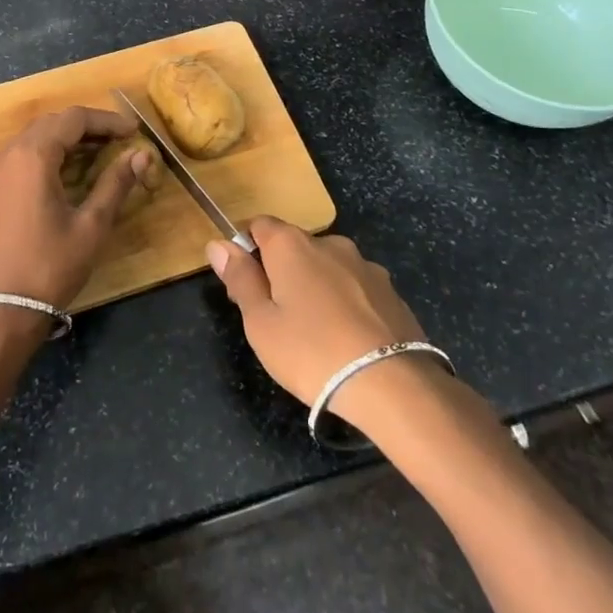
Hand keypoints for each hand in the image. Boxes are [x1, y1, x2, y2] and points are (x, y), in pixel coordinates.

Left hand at [0, 107, 148, 310]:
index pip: (73, 119)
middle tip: (118, 141)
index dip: (106, 121)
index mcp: (32, 157)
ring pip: (32, 138)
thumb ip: (115, 184)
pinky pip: (18, 157)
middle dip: (86, 127)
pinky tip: (65, 174)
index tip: (133, 132)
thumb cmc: (50, 267)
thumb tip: (141, 155)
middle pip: (51, 123)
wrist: (1, 309)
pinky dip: (44, 155)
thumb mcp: (91, 226)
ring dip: (65, 140)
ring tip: (97, 155)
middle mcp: (7, 155)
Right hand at [206, 218, 433, 417]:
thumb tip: (218, 244)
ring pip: (327, 269)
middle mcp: (330, 243)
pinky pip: (356, 290)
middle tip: (277, 320)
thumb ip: (240, 279)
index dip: (246, 251)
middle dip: (281, 273)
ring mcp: (366, 266)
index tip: (245, 288)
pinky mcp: (392, 292)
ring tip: (317, 336)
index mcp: (292, 244)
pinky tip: (348, 342)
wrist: (394, 387)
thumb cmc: (312, 352)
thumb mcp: (260, 322)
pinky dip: (346, 305)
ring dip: (316, 289)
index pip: (258, 225)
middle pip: (294, 247)